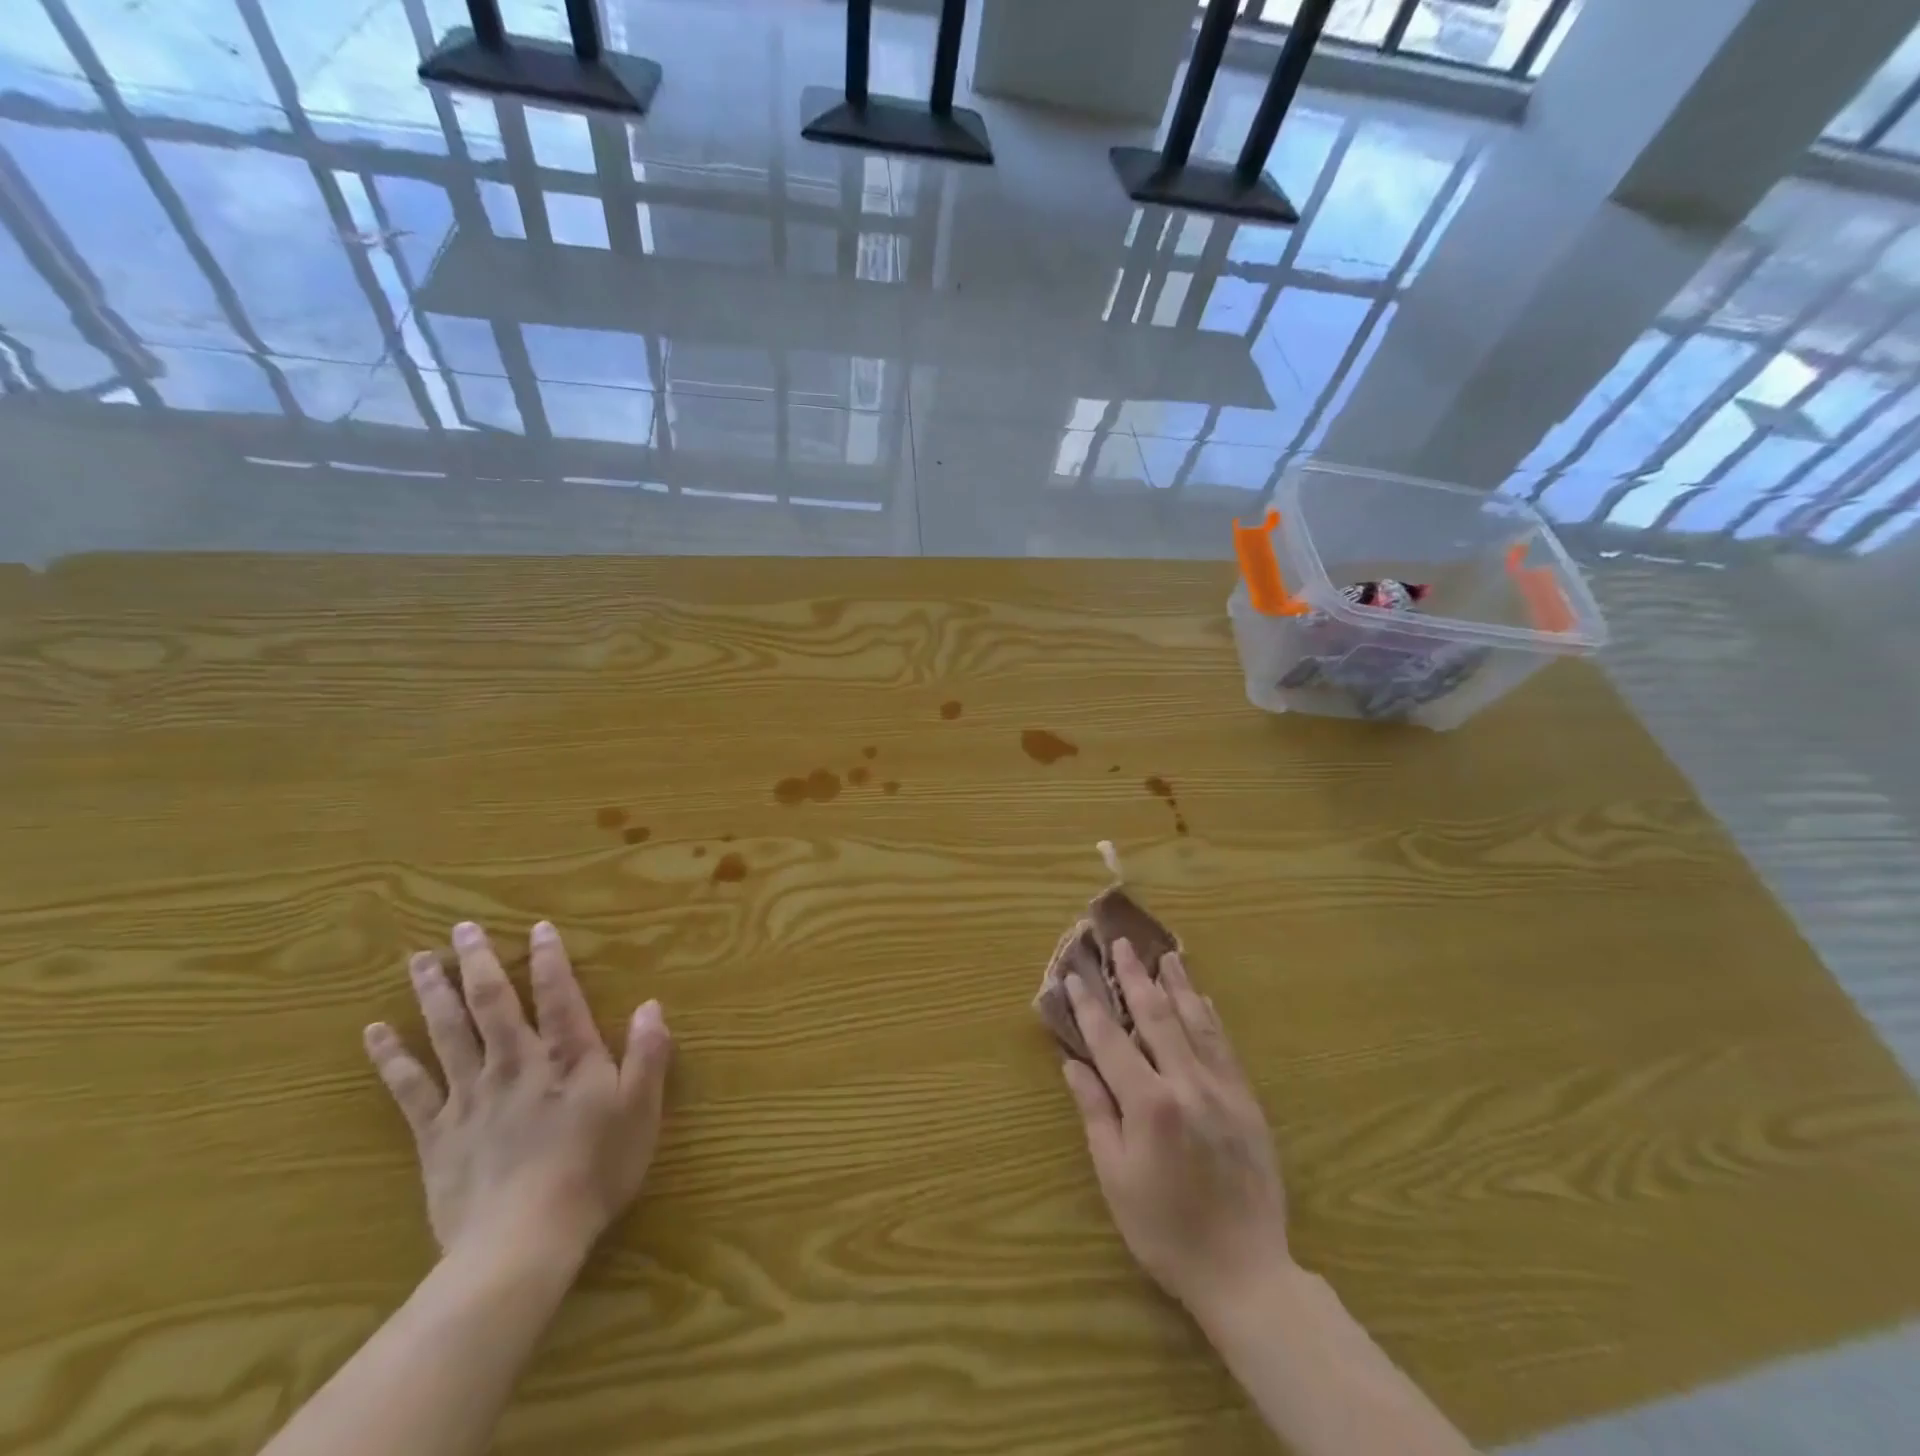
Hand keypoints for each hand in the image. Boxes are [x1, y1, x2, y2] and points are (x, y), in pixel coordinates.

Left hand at [363, 920, 673, 1265]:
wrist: (523, 1243)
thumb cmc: (595, 1171)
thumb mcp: (641, 1111)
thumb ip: (647, 1055)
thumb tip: (651, 1005)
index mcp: (568, 1057)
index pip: (558, 994)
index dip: (549, 958)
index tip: (538, 927)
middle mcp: (516, 1063)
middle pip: (491, 1003)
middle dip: (478, 962)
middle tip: (461, 929)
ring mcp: (471, 1096)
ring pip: (447, 1033)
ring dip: (432, 993)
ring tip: (418, 960)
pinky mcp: (437, 1133)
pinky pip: (409, 1087)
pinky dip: (391, 1057)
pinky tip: (375, 1032)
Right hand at [1062, 941, 1290, 1324]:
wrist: (1245, 1272)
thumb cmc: (1166, 1230)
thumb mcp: (1116, 1177)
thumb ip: (1095, 1113)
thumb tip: (1074, 1063)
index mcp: (1149, 1104)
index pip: (1111, 1041)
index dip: (1090, 1007)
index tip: (1074, 976)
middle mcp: (1187, 1084)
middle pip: (1156, 1017)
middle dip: (1135, 977)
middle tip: (1122, 944)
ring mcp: (1222, 1089)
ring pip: (1196, 1023)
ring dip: (1178, 985)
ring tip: (1165, 955)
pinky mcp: (1247, 1102)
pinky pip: (1225, 1047)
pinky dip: (1210, 1018)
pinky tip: (1203, 1000)